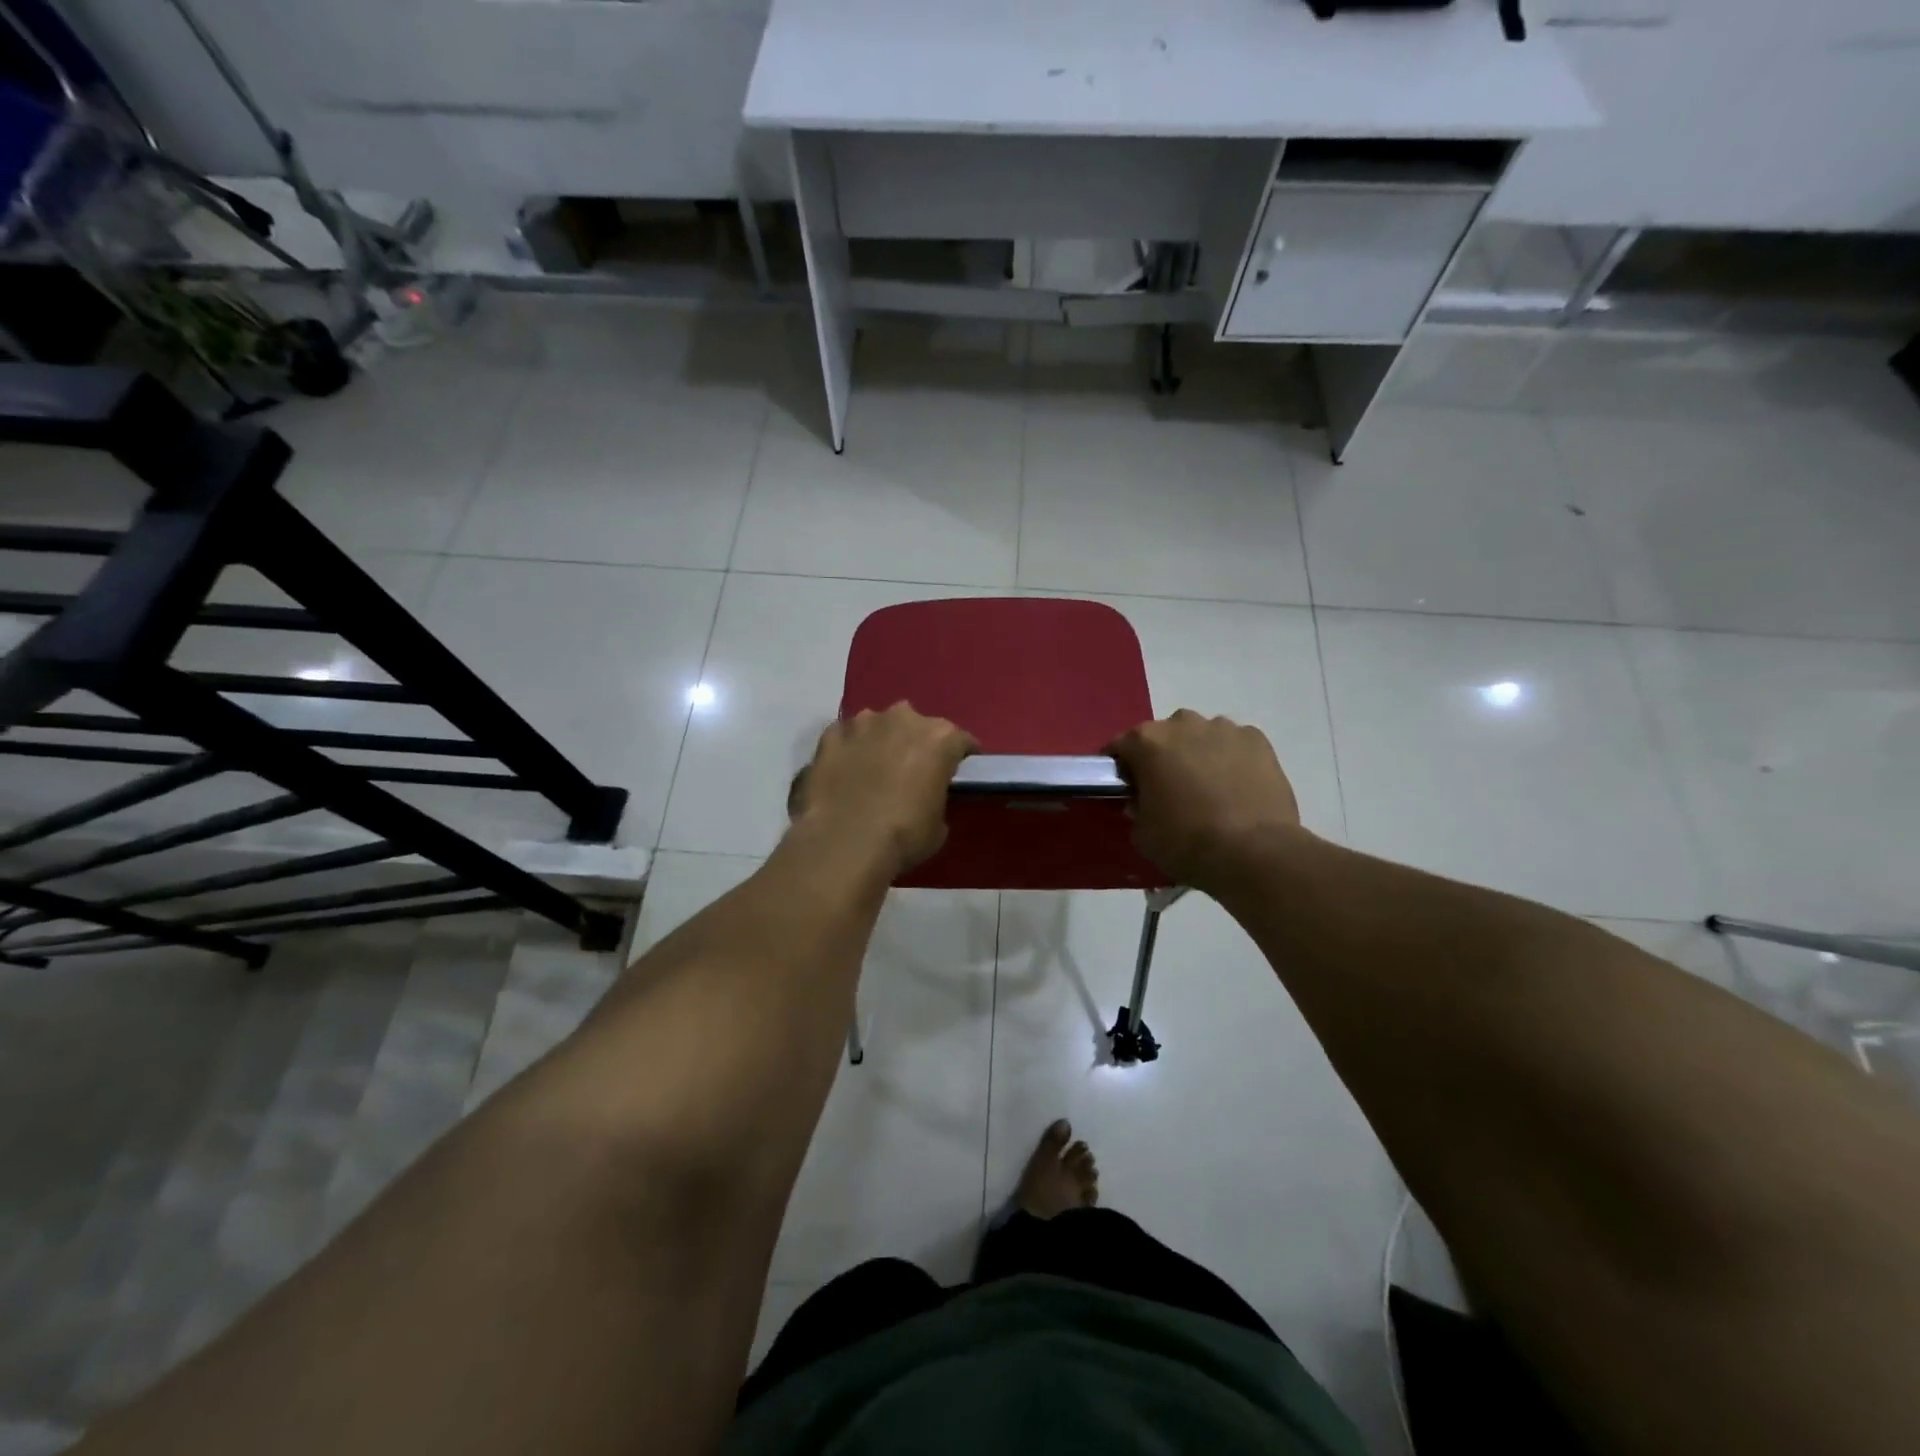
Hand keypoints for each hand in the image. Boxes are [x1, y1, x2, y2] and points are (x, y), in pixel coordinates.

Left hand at [789, 704, 977, 877]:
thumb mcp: (938, 825)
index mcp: (940, 738)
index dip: (960, 757)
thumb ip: (936, 798)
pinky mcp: (830, 734)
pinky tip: (844, 772)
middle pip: (917, 727)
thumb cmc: (903, 836)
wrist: (843, 843)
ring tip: (872, 771)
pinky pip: (846, 738)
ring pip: (878, 726)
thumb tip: (926, 797)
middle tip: (910, 772)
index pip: (961, 741)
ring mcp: (863, 723)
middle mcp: (904, 718)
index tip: (956, 772)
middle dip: (915, 744)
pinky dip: (848, 750)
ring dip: (880, 742)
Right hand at [1106, 710, 1300, 889]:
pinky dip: (1231, 759)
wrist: (1254, 852)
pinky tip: (1237, 787)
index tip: (1126, 787)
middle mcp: (1183, 723)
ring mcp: (1224, 728)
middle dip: (1162, 756)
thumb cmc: (1186, 842)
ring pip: (1201, 735)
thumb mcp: (1142, 833)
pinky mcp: (1257, 740)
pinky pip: (1234, 744)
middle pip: (1164, 735)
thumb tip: (1143, 800)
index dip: (1121, 767)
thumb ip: (1137, 808)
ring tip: (1208, 788)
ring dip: (1198, 754)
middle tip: (1169, 788)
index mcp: (1147, 741)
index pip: (1121, 745)